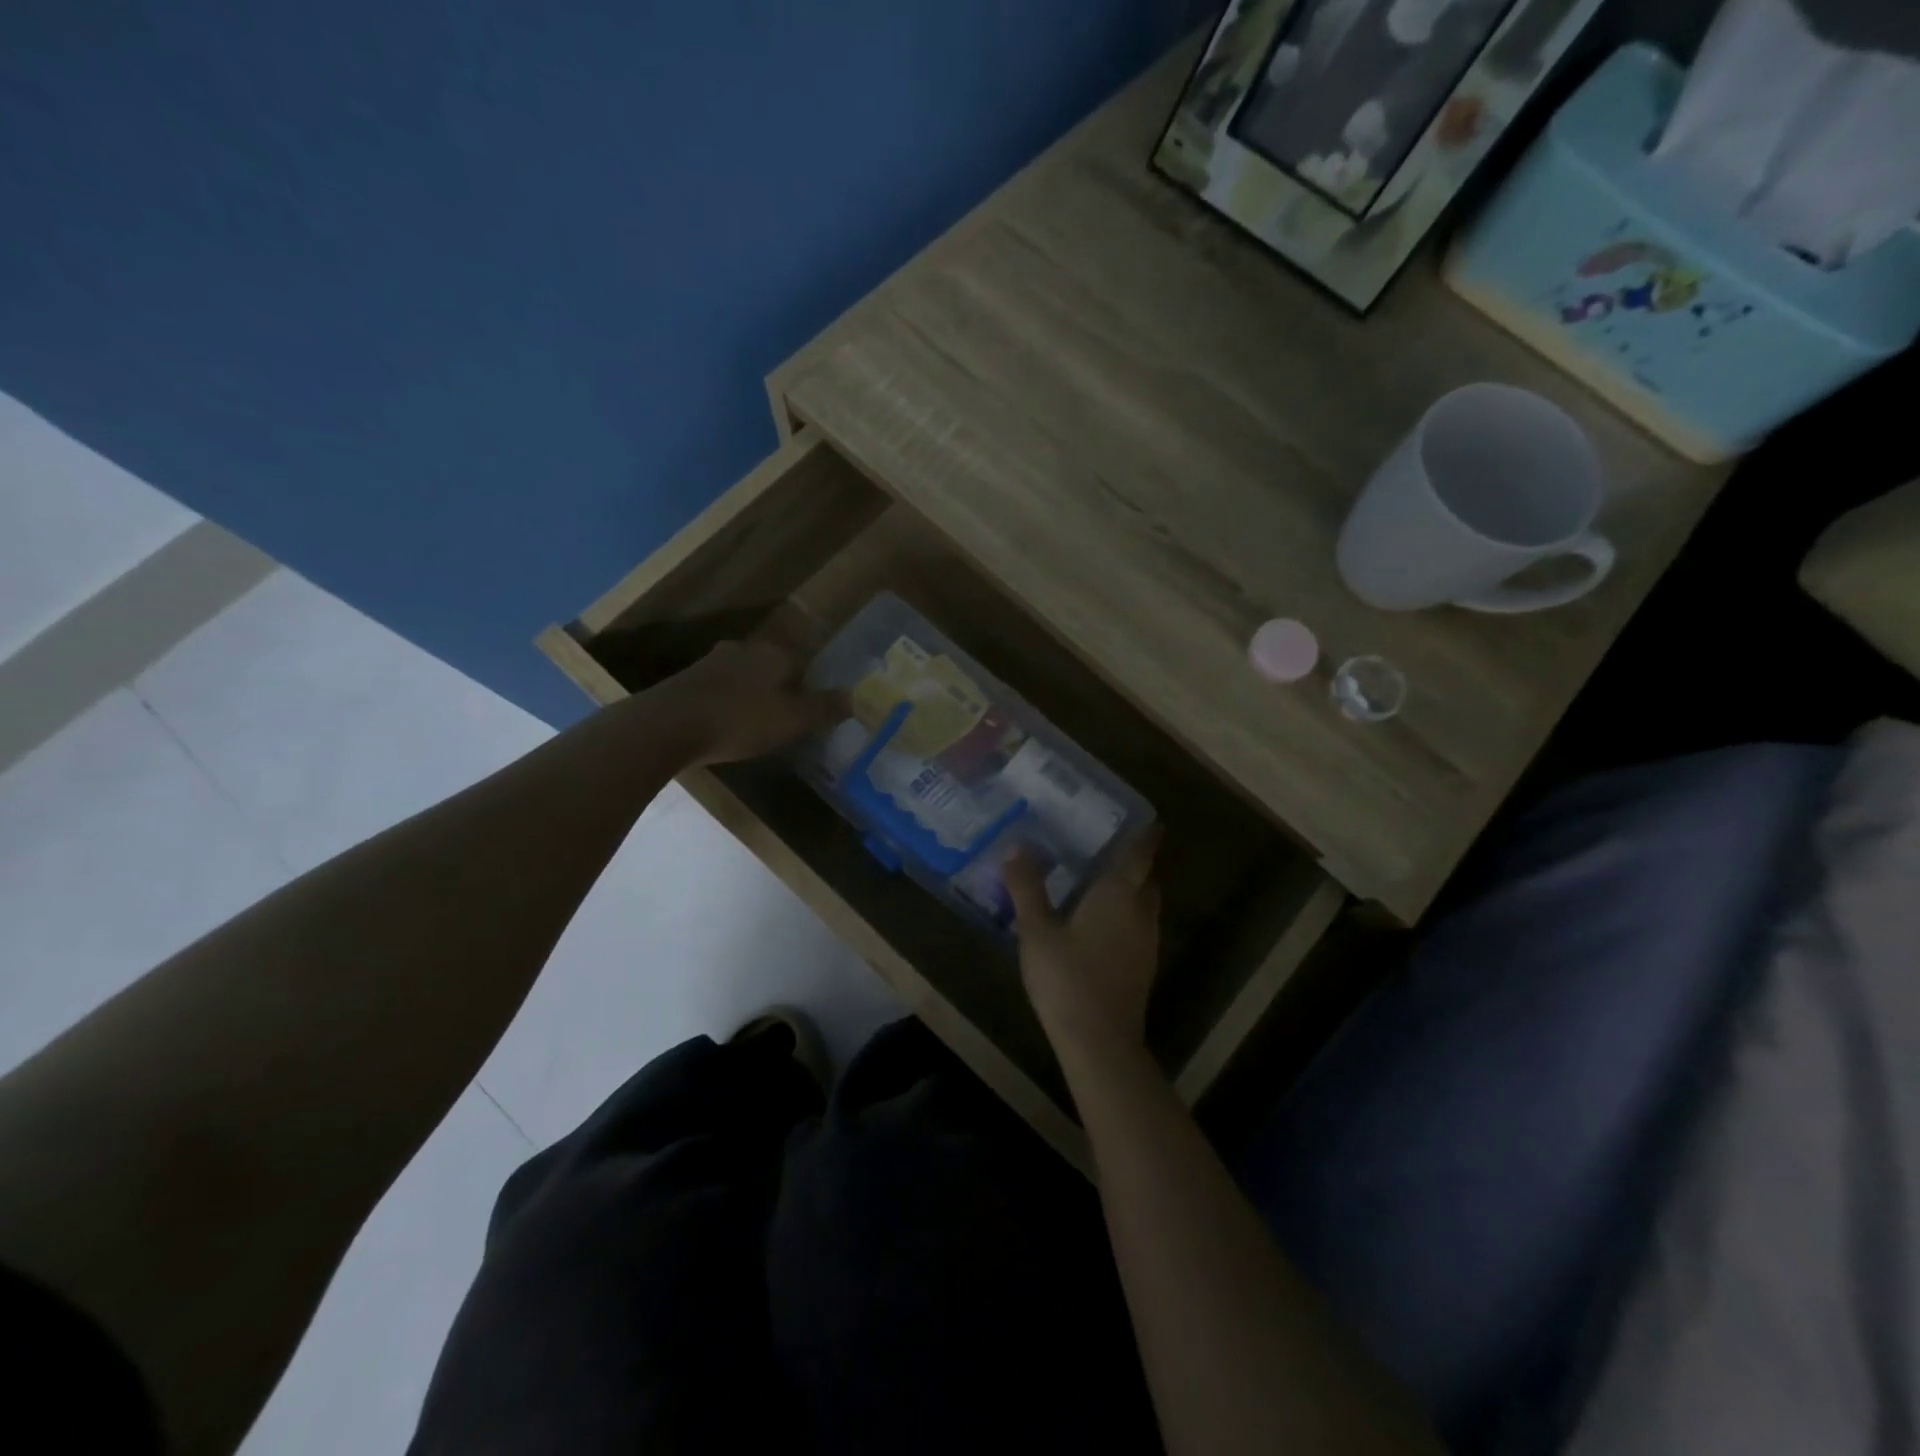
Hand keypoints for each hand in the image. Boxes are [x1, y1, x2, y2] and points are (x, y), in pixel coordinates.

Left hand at [658, 640, 845, 765]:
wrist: (666, 726)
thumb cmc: (740, 720)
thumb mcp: (792, 719)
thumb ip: (823, 707)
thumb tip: (853, 696)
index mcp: (774, 653)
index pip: (804, 662)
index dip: (812, 686)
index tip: (813, 711)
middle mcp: (744, 650)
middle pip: (773, 667)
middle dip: (781, 689)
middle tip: (787, 719)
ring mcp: (711, 663)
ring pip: (744, 677)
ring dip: (752, 697)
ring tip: (757, 726)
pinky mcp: (687, 682)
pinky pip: (719, 691)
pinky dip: (728, 705)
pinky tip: (726, 727)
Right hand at [1005, 829, 1162, 1063]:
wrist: (1100, 1043)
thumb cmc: (1067, 978)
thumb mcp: (1036, 930)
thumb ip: (1027, 887)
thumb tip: (1017, 846)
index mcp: (1119, 894)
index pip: (1140, 853)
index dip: (1145, 835)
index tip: (1144, 819)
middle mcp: (1141, 912)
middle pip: (1146, 879)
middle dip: (1133, 863)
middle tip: (1106, 849)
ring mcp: (1146, 943)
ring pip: (1144, 905)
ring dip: (1129, 891)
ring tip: (1097, 883)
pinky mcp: (1142, 968)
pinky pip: (1138, 928)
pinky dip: (1124, 916)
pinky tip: (1097, 925)